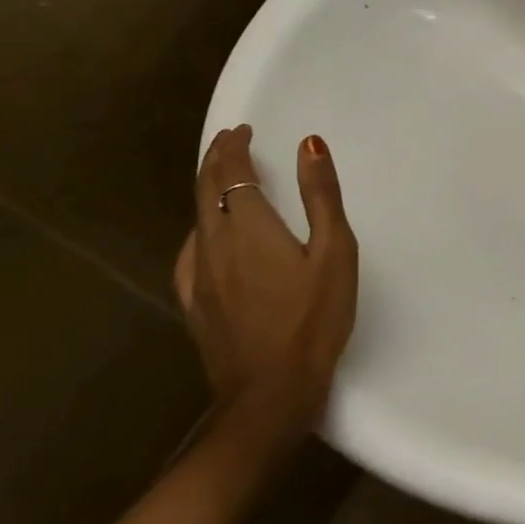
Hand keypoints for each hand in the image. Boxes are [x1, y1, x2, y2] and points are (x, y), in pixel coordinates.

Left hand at [174, 124, 358, 441]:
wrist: (270, 393)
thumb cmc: (314, 318)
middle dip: (216, 160)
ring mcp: (199, 276)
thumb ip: (321, 196)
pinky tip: (205, 237)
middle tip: (230, 141)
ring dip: (206, 190)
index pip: (232, 172)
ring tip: (223, 179)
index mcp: (249, 226)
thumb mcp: (335, 252)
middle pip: (206, 190)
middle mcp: (214, 244)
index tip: (243, 130)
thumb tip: (308, 144)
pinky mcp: (195, 304)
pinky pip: (190, 252)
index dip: (234, 146)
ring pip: (195, 219)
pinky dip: (199, 227)